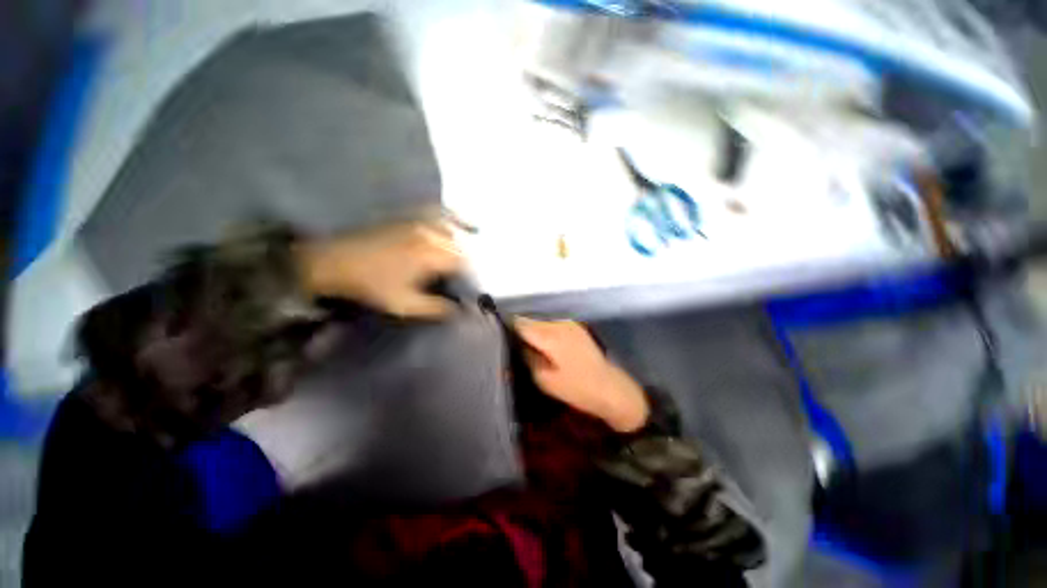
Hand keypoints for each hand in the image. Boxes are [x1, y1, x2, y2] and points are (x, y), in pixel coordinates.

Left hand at [297, 219, 463, 318]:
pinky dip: (454, 216)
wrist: (335, 260)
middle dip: (468, 264)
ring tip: (472, 256)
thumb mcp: (404, 304)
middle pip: (461, 247)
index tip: (473, 290)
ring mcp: (421, 222)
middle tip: (468, 279)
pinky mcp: (411, 217)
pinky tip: (466, 222)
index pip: (464, 264)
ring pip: (455, 230)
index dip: (472, 277)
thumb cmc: (371, 285)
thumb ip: (435, 308)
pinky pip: (439, 212)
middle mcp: (431, 235)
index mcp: (431, 256)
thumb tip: (459, 310)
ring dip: (465, 243)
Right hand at [514, 318, 648, 432]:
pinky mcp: (575, 327)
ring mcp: (569, 323)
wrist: (610, 388)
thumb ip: (526, 356)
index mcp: (550, 335)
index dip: (505, 327)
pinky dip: (542, 332)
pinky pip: (551, 325)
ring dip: (531, 331)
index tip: (495, 335)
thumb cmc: (577, 388)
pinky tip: (541, 345)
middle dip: (517, 329)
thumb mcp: (544, 379)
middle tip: (507, 343)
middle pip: (530, 320)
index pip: (520, 323)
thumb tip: (513, 344)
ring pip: (540, 322)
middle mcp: (559, 323)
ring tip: (523, 346)